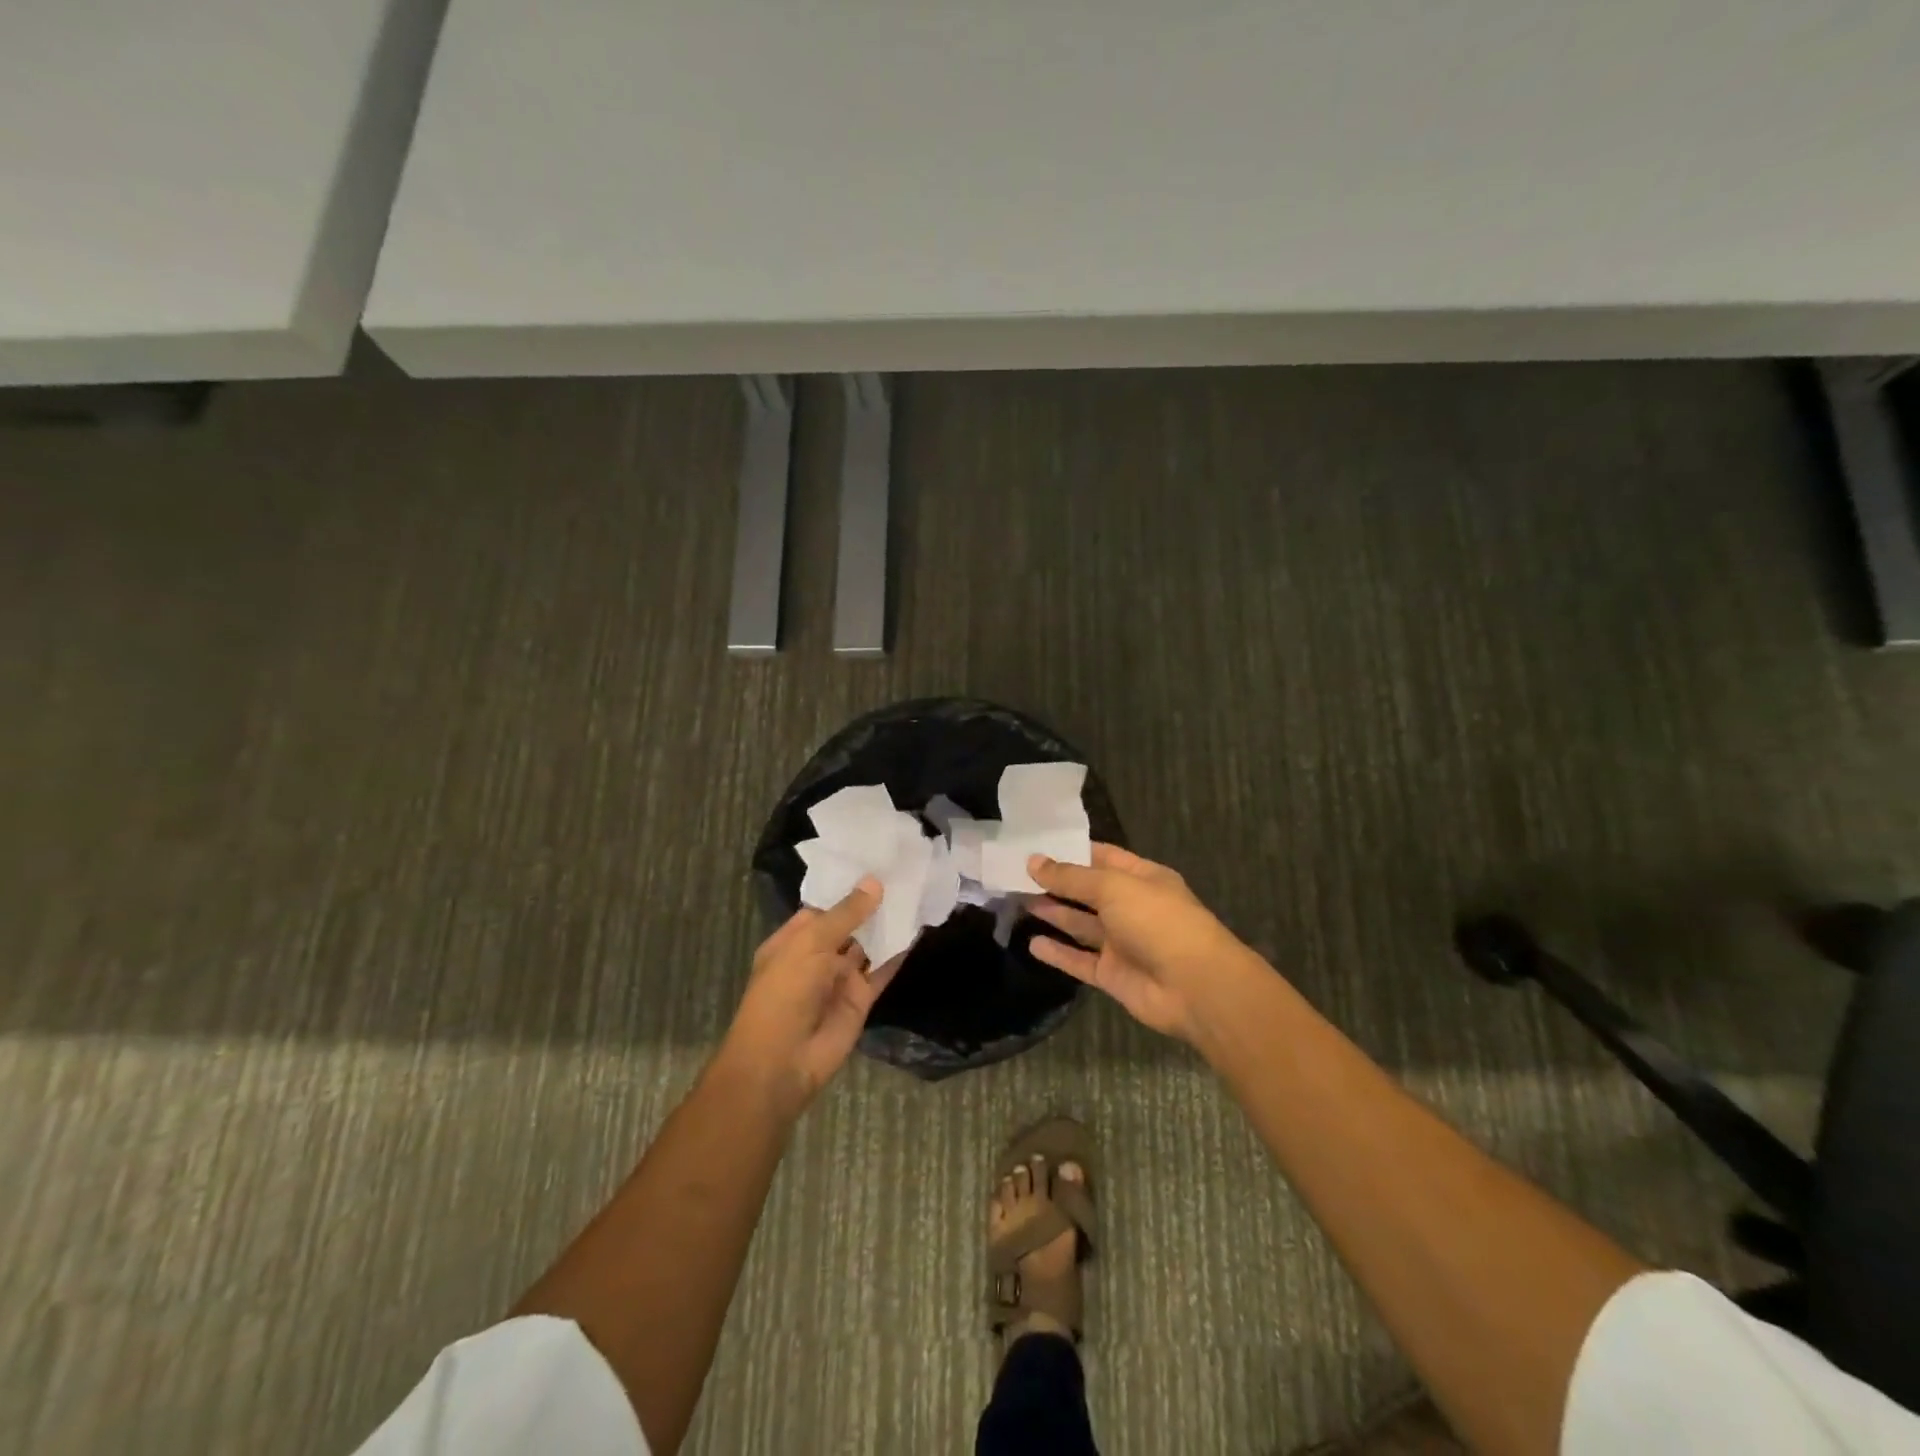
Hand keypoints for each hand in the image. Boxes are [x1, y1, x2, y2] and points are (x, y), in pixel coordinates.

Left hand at [719, 879, 902, 1116]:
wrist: (782, 1062)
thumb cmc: (784, 993)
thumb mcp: (810, 944)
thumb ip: (845, 914)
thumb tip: (874, 883)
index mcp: (793, 940)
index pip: (823, 906)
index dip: (847, 887)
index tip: (876, 862)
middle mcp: (816, 956)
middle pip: (849, 925)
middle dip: (871, 904)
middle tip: (905, 872)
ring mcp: (839, 978)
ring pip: (867, 946)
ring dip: (887, 925)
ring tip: (916, 893)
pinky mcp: (861, 999)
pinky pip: (882, 970)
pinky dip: (898, 953)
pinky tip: (918, 930)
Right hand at [1026, 844, 1255, 1043]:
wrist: (1195, 987)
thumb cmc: (1158, 921)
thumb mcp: (1113, 887)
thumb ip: (1071, 877)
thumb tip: (1034, 861)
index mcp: (1142, 878)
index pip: (1102, 857)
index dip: (1070, 851)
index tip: (1034, 847)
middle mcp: (1131, 907)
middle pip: (1087, 891)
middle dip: (1056, 883)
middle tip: (1015, 874)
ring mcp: (1122, 943)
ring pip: (1081, 925)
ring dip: (1053, 913)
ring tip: (1017, 901)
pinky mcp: (1113, 975)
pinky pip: (1080, 960)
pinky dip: (1058, 953)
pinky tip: (1032, 944)